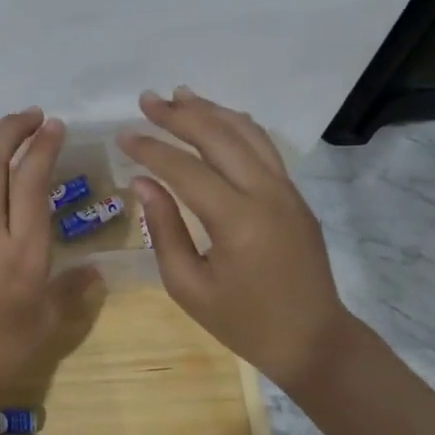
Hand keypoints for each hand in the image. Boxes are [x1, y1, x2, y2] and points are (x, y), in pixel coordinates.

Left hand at [0, 108, 97, 400]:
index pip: (32, 181)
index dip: (44, 147)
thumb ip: (73, 291)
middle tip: (32, 116)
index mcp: (24, 250)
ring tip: (5, 132)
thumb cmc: (2, 347)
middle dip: (13, 129)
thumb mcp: (49, 323)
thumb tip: (96, 271)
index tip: (54, 126)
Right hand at [118, 88, 353, 392]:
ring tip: (180, 95)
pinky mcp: (295, 195)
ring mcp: (287, 191)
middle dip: (180, 115)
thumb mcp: (189, 287)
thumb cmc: (243, 322)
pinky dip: (238, 126)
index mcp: (237, 220)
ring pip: (247, 134)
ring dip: (211, 111)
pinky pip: (265, 148)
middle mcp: (266, 193)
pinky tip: (219, 119)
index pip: (186, 169)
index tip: (123, 135)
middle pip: (219, 137)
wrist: (312, 340)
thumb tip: (143, 183)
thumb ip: (164, 229)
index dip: (151, 149)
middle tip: (147, 100)